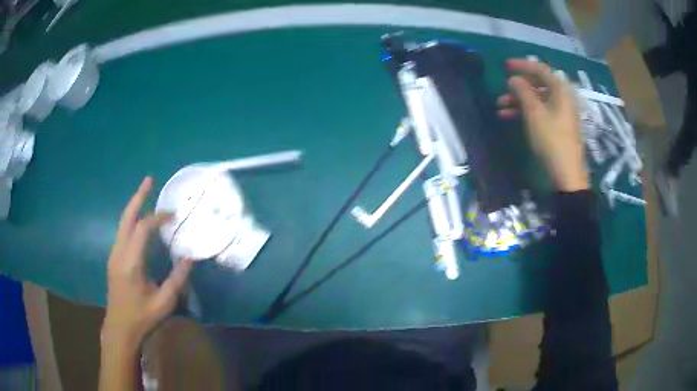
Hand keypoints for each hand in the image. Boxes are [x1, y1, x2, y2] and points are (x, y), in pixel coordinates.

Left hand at [102, 177, 192, 348]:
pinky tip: (140, 220)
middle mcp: (119, 253)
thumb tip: (190, 258)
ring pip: (122, 223)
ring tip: (146, 193)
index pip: (142, 229)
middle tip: (149, 180)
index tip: (173, 216)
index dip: (157, 218)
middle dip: (138, 197)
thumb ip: (177, 279)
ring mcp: (114, 254)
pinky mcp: (113, 258)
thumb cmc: (142, 317)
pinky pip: (122, 232)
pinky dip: (131, 220)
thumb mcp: (164, 302)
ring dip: (134, 206)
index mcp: (131, 263)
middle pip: (126, 217)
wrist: (120, 327)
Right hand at [497, 59, 588, 191]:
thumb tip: (514, 79)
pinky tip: (509, 117)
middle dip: (518, 87)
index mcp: (561, 90)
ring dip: (519, 101)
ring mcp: (561, 113)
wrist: (567, 175)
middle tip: (502, 90)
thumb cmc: (551, 139)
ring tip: (500, 107)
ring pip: (538, 99)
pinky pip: (541, 112)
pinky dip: (526, 112)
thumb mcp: (534, 113)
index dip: (522, 65)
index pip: (540, 69)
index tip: (505, 66)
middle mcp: (563, 98)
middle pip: (538, 85)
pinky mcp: (559, 126)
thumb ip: (523, 91)